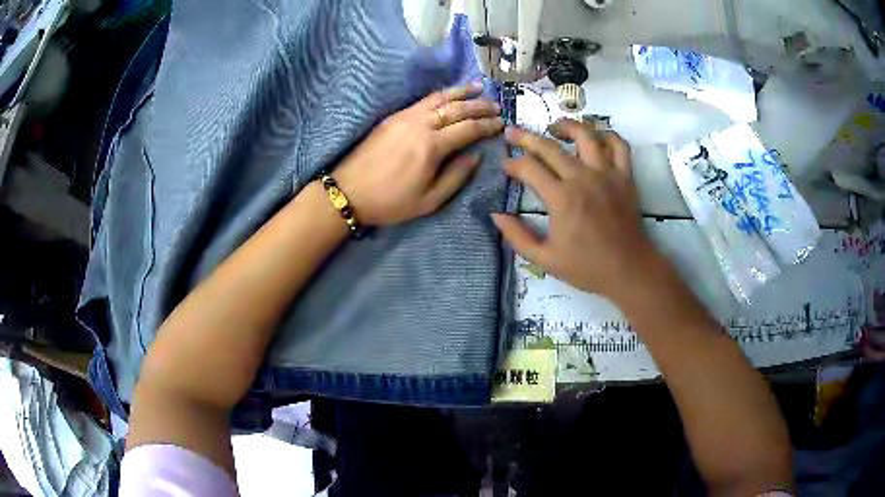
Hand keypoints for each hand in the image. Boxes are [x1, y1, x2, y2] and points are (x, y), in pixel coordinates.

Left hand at [333, 82, 503, 225]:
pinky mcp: (393, 117)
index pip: (468, 128)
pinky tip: (450, 94)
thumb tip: (475, 156)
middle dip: (479, 105)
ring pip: (439, 98)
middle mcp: (420, 125)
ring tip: (479, 87)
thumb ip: (456, 176)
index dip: (487, 125)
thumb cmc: (390, 202)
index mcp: (432, 147)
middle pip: (457, 108)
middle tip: (497, 105)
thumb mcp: (429, 201)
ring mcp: (405, 117)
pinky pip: (423, 100)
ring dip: (461, 92)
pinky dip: (441, 94)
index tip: (502, 123)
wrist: (349, 192)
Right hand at [492, 119, 663, 300]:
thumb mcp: (545, 259)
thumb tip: (496, 215)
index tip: (505, 166)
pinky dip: (608, 136)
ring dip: (566, 126)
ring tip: (554, 127)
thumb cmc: (587, 267)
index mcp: (561, 198)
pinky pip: (619, 146)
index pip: (528, 168)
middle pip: (549, 146)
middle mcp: (582, 177)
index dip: (512, 164)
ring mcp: (606, 174)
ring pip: (586, 135)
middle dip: (525, 137)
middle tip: (511, 132)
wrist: (629, 270)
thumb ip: (517, 236)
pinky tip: (597, 137)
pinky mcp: (625, 177)